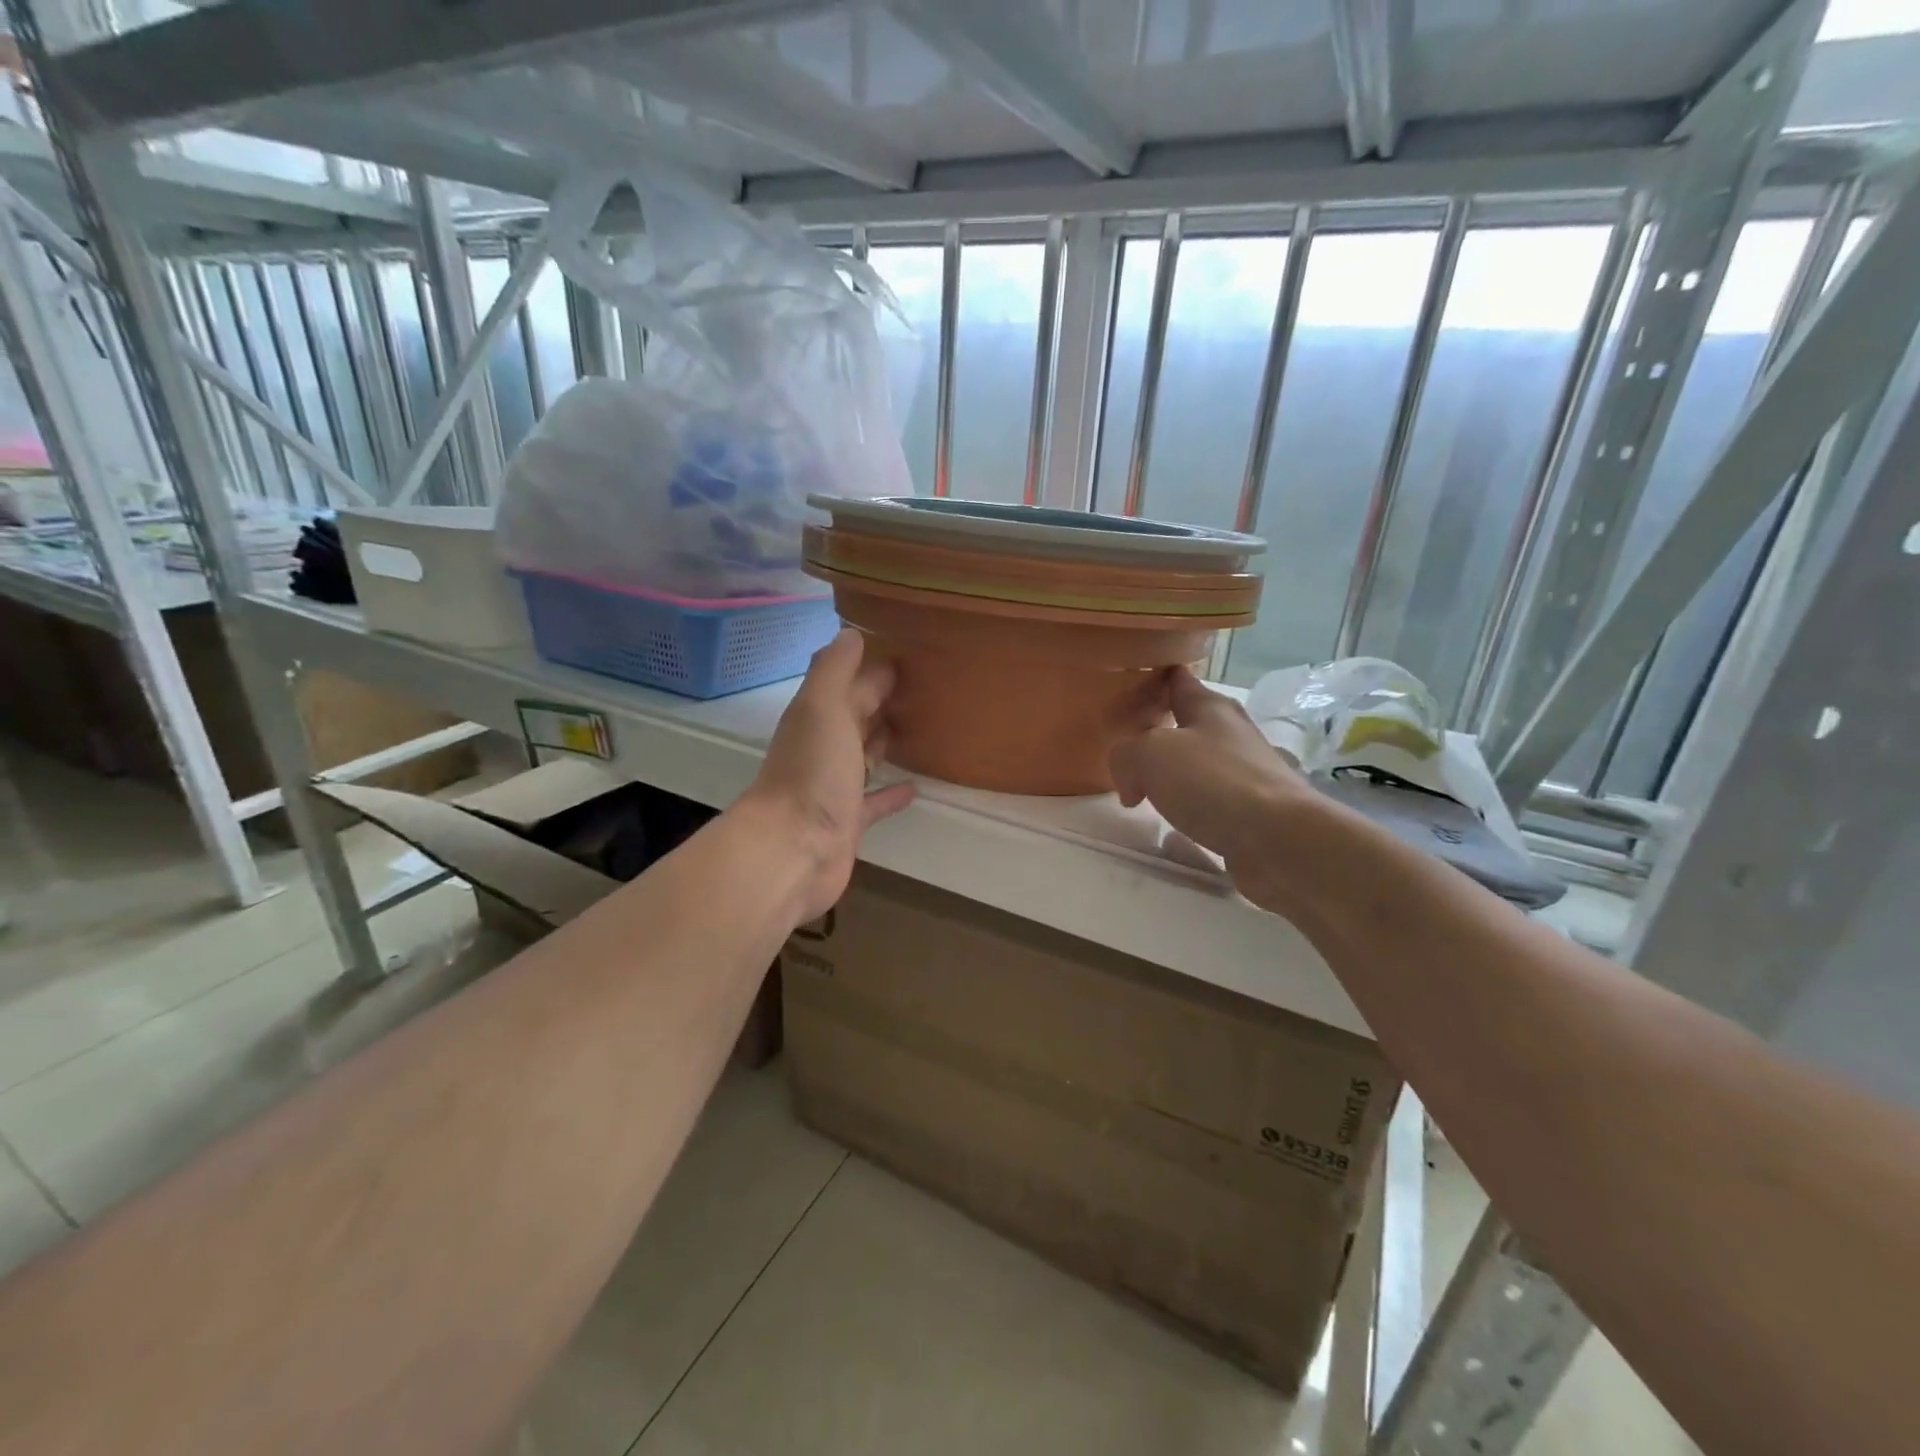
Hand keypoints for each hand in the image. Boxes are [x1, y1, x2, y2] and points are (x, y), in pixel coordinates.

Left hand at [741, 628, 915, 922]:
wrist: (792, 850)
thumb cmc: (811, 773)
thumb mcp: (822, 708)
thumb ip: (834, 670)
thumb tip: (850, 632)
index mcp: (819, 716)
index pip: (853, 682)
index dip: (877, 666)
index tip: (914, 652)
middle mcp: (825, 747)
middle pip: (858, 716)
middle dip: (884, 700)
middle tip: (927, 686)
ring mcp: (835, 786)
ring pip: (865, 755)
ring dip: (885, 741)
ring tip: (922, 728)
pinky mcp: (849, 821)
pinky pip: (875, 801)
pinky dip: (892, 793)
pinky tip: (916, 787)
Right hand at [1109, 666, 1313, 905]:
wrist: (1277, 839)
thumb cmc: (1212, 781)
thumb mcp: (1149, 754)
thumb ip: (1125, 756)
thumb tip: (1131, 785)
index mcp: (1209, 707)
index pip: (1177, 679)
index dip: (1152, 678)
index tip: (1126, 686)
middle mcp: (1230, 734)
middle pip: (1187, 722)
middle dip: (1156, 731)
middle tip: (1122, 745)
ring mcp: (1244, 773)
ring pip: (1197, 764)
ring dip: (1170, 774)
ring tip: (1140, 791)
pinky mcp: (1250, 812)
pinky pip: (1208, 803)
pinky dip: (1187, 810)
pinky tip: (1170, 828)